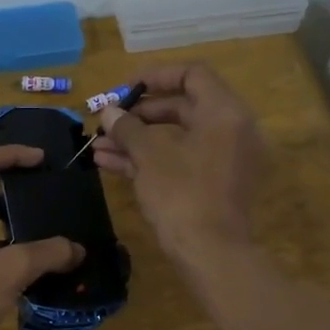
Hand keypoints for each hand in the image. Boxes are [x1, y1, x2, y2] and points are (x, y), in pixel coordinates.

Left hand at [0, 146, 85, 329]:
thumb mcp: (9, 271)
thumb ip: (46, 254)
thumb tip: (78, 249)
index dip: (13, 155)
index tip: (42, 159)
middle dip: (14, 190)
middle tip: (45, 194)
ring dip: (9, 222)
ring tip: (43, 227)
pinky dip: (1, 247)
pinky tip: (26, 263)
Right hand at [93, 63, 264, 255]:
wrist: (211, 254)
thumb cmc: (182, 194)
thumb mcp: (149, 156)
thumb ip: (128, 127)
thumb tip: (108, 111)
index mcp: (224, 112)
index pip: (193, 74)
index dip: (156, 76)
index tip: (125, 88)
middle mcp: (231, 130)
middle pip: (182, 107)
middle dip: (139, 115)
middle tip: (107, 121)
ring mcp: (224, 160)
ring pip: (176, 138)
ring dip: (137, 140)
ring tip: (98, 146)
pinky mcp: (214, 185)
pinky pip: (180, 160)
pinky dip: (149, 160)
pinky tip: (109, 165)